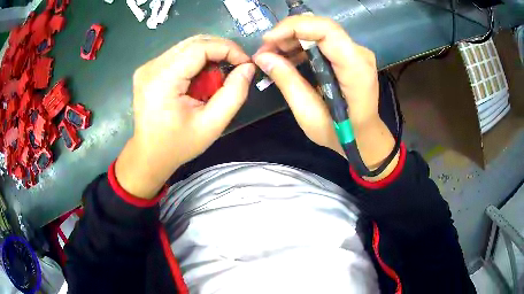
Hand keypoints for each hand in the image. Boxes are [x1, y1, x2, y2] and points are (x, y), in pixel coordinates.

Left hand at [116, 35, 255, 198]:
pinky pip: (178, 55)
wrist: (150, 155)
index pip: (199, 47)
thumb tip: (248, 68)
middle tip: (236, 67)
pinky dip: (195, 61)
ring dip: (208, 56)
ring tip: (217, 77)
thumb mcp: (212, 125)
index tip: (245, 62)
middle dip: (220, 50)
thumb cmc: (178, 145)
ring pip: (186, 46)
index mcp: (162, 80)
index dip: (227, 48)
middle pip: (193, 43)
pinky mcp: (147, 70)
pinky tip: (200, 79)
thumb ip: (234, 94)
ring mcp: (147, 67)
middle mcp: (151, 67)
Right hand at [253, 16, 397, 179]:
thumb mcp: (309, 114)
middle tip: (265, 50)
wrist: (364, 137)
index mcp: (355, 69)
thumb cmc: (340, 134)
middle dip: (288, 33)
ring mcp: (357, 53)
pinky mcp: (351, 55)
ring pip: (321, 31)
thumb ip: (288, 82)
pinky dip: (302, 45)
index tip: (267, 40)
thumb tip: (262, 57)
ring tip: (272, 55)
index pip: (326, 30)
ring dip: (293, 38)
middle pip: (322, 27)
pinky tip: (288, 57)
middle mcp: (360, 54)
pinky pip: (324, 41)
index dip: (294, 27)